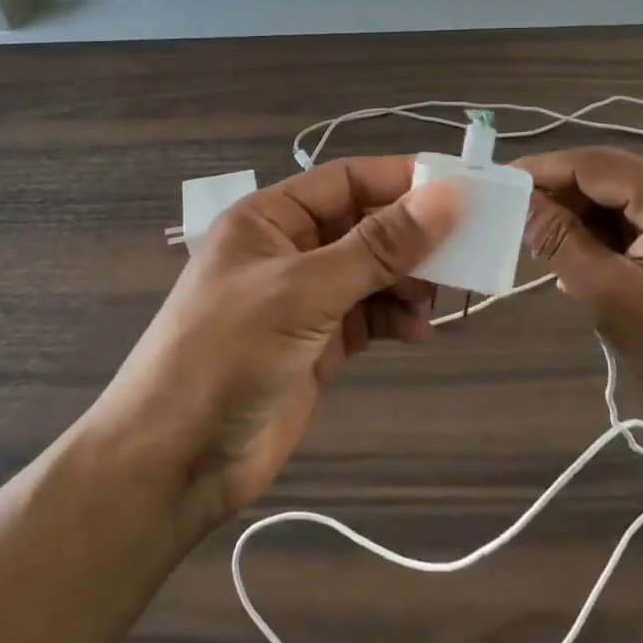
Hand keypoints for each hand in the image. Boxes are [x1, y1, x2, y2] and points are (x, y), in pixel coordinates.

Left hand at [91, 158, 460, 531]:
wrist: (175, 461)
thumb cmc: (227, 354)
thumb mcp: (304, 291)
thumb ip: (377, 246)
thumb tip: (447, 196)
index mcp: (270, 218)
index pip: (346, 180)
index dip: (401, 180)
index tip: (462, 190)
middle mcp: (288, 249)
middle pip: (364, 225)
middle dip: (412, 237)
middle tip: (467, 248)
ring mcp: (303, 299)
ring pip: (371, 272)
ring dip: (408, 281)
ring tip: (443, 297)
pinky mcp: (317, 344)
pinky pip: (368, 316)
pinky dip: (395, 318)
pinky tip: (419, 333)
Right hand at [516, 147, 642, 451]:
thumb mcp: (613, 299)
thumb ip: (562, 243)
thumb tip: (520, 202)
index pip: (596, 164)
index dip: (542, 170)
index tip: (497, 182)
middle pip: (610, 176)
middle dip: (561, 196)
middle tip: (515, 220)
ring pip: (622, 199)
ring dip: (583, 218)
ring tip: (546, 246)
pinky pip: (640, 221)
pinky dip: (608, 235)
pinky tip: (586, 261)